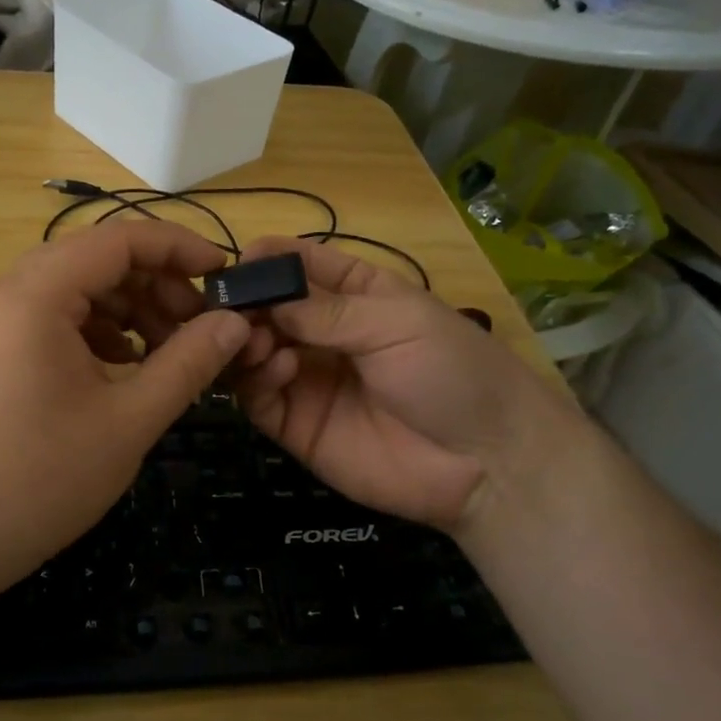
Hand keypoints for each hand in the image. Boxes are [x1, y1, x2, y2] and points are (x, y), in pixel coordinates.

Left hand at [0, 221, 250, 594]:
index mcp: (34, 295)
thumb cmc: (39, 479)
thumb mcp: (129, 420)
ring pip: (72, 289)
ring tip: (168, 349)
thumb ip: (188, 363)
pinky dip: (93, 331)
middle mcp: (5, 293)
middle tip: (199, 324)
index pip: (118, 239)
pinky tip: (123, 367)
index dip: (178, 248)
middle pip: (94, 260)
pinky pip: (49, 318)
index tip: (224, 274)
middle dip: (154, 283)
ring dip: (125, 308)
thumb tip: (235, 323)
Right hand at [230, 237, 581, 532]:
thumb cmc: (450, 371)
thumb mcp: (396, 323)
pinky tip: (279, 370)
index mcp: (356, 296)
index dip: (271, 258)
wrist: (486, 462)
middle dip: (249, 304)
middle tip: (234, 308)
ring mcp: (307, 380)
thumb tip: (265, 301)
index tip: (241, 258)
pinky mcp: (297, 425)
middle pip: (269, 310)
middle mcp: (324, 335)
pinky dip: (256, 379)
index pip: (304, 267)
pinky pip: (259, 397)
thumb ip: (326, 312)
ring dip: (247, 341)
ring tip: (258, 341)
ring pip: (255, 352)